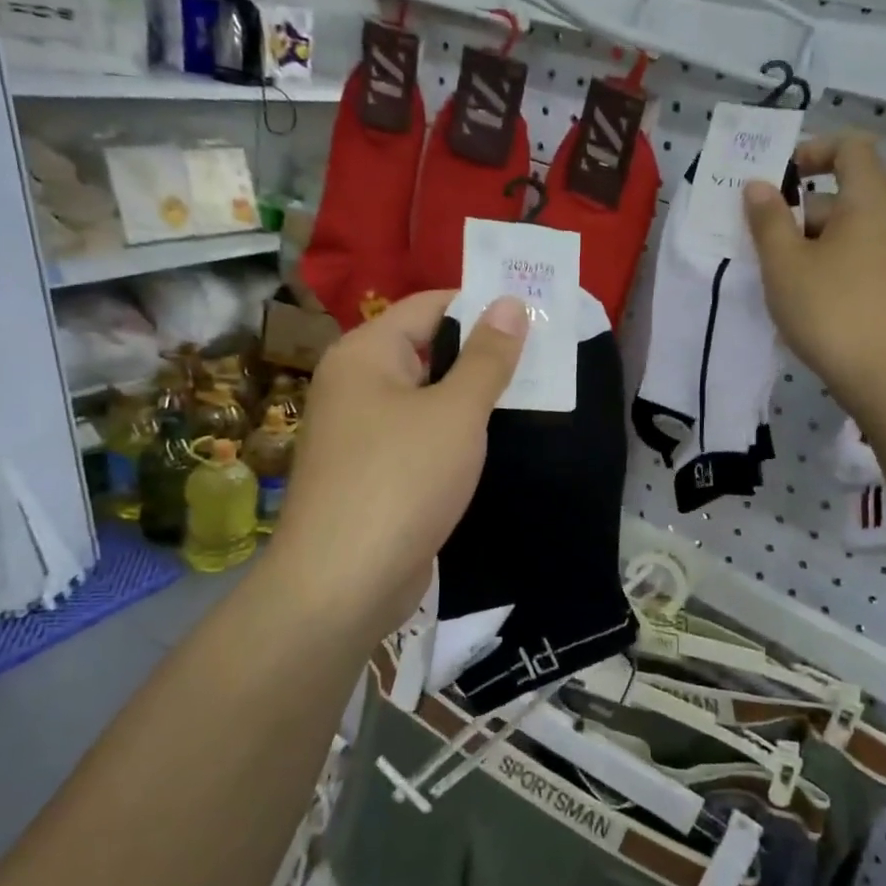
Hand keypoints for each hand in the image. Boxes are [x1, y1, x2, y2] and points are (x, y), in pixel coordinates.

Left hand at [262, 290, 527, 641]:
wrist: (343, 583)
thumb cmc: (401, 479)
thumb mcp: (456, 412)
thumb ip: (487, 357)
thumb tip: (508, 302)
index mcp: (365, 354)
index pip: (428, 306)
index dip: (480, 305)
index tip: (533, 314)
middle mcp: (355, 385)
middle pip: (426, 351)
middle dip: (482, 354)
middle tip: (543, 358)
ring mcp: (361, 434)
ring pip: (426, 399)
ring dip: (472, 398)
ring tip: (532, 396)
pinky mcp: (373, 475)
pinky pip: (420, 438)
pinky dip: (454, 436)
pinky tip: (493, 445)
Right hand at [743, 131, 885, 409]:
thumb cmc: (831, 308)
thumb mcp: (785, 262)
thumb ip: (768, 219)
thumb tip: (759, 186)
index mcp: (869, 199)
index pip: (850, 147)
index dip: (813, 150)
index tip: (779, 177)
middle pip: (843, 192)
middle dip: (798, 208)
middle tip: (761, 237)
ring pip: (845, 230)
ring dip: (807, 241)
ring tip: (775, 273)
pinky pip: (854, 257)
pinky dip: (825, 264)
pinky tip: (800, 296)